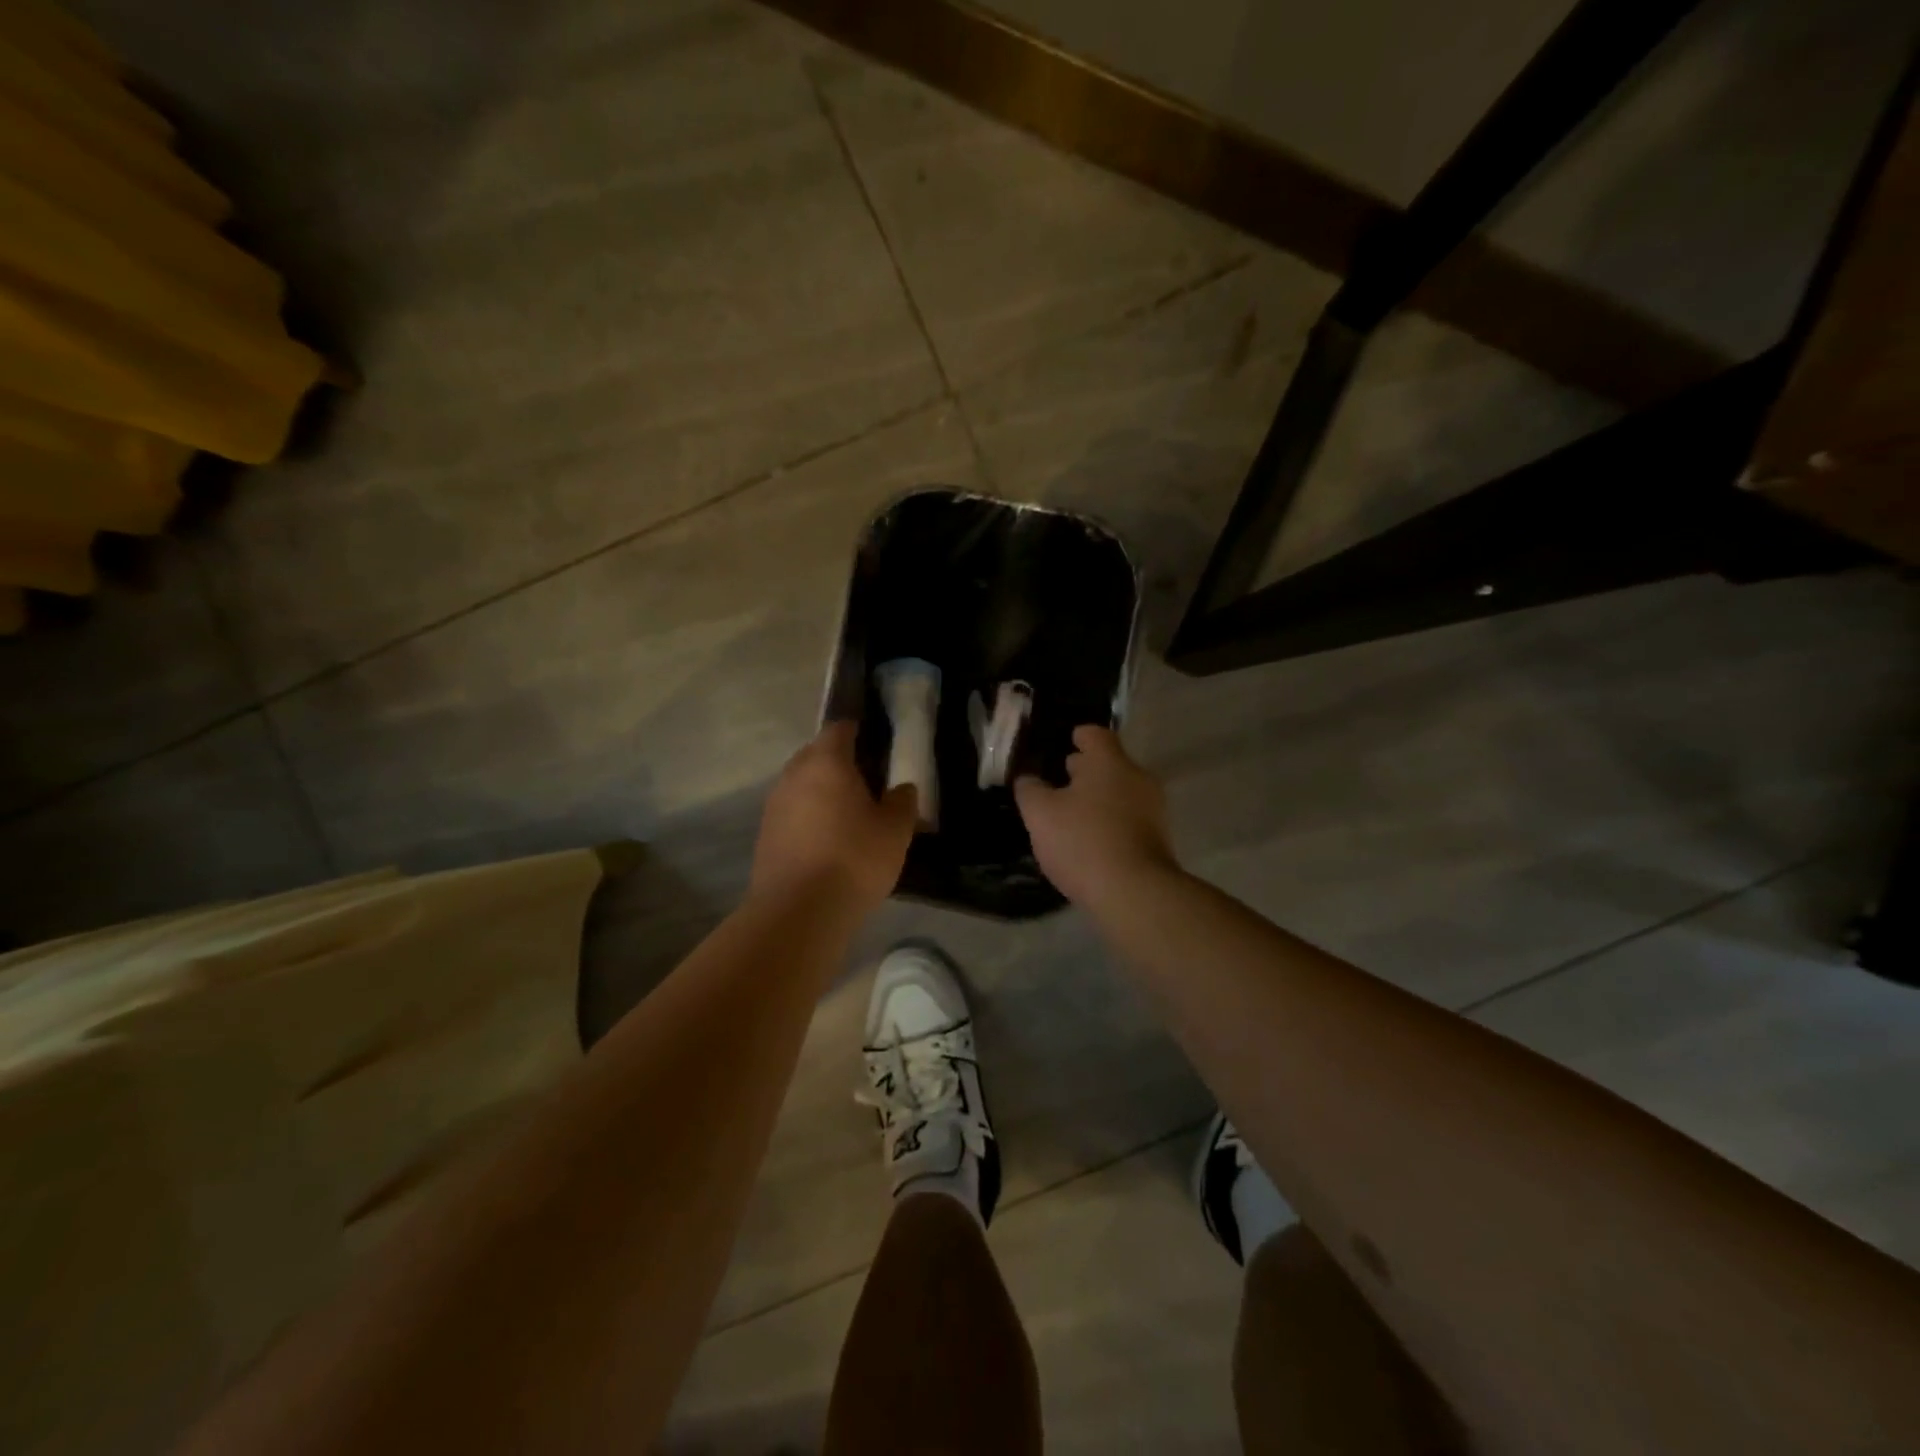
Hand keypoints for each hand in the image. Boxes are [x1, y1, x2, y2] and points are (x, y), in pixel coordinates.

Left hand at [750, 721, 915, 911]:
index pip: (840, 729)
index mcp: (827, 762)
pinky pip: (792, 812)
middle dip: (839, 762)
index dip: (859, 732)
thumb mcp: (895, 831)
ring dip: (822, 791)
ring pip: (802, 784)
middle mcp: (794, 775)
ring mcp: (774, 805)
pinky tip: (827, 840)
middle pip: (817, 754)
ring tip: (849, 814)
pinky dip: (809, 817)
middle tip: (868, 781)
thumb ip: (903, 801)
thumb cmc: (854, 859)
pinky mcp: (765, 834)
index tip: (877, 744)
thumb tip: (902, 788)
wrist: (798, 911)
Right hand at [1014, 725, 1178, 906]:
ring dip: (1097, 798)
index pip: (1095, 734)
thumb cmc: (1083, 841)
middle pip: (1109, 764)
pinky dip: (1109, 821)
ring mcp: (1153, 809)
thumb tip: (1028, 779)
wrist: (1134, 893)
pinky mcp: (1158, 839)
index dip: (1077, 736)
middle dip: (1084, 771)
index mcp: (1109, 762)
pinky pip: (1128, 818)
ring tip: (1070, 815)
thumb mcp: (1040, 814)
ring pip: (1120, 792)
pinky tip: (1090, 839)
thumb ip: (1030, 790)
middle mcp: (1137, 777)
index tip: (1062, 743)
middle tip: (1058, 782)